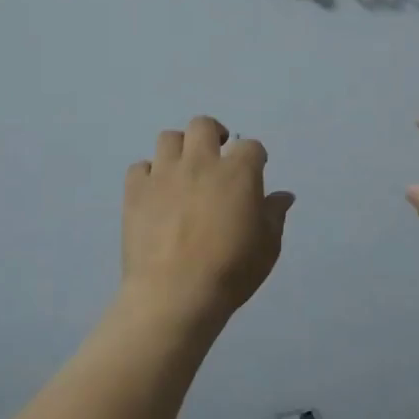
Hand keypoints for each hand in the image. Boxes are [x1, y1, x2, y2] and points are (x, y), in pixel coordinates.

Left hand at [122, 116, 294, 323]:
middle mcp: (201, 163)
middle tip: (217, 156)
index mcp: (238, 173)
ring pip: (168, 138)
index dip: (255, 156)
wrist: (176, 293)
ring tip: (184, 170)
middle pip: (203, 126)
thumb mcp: (268, 246)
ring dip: (179, 149)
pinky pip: (140, 167)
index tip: (255, 169)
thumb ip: (274, 215)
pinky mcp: (136, 191)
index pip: (251, 147)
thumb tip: (282, 196)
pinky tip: (156, 193)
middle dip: (213, 135)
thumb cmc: (232, 270)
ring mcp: (164, 174)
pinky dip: (149, 174)